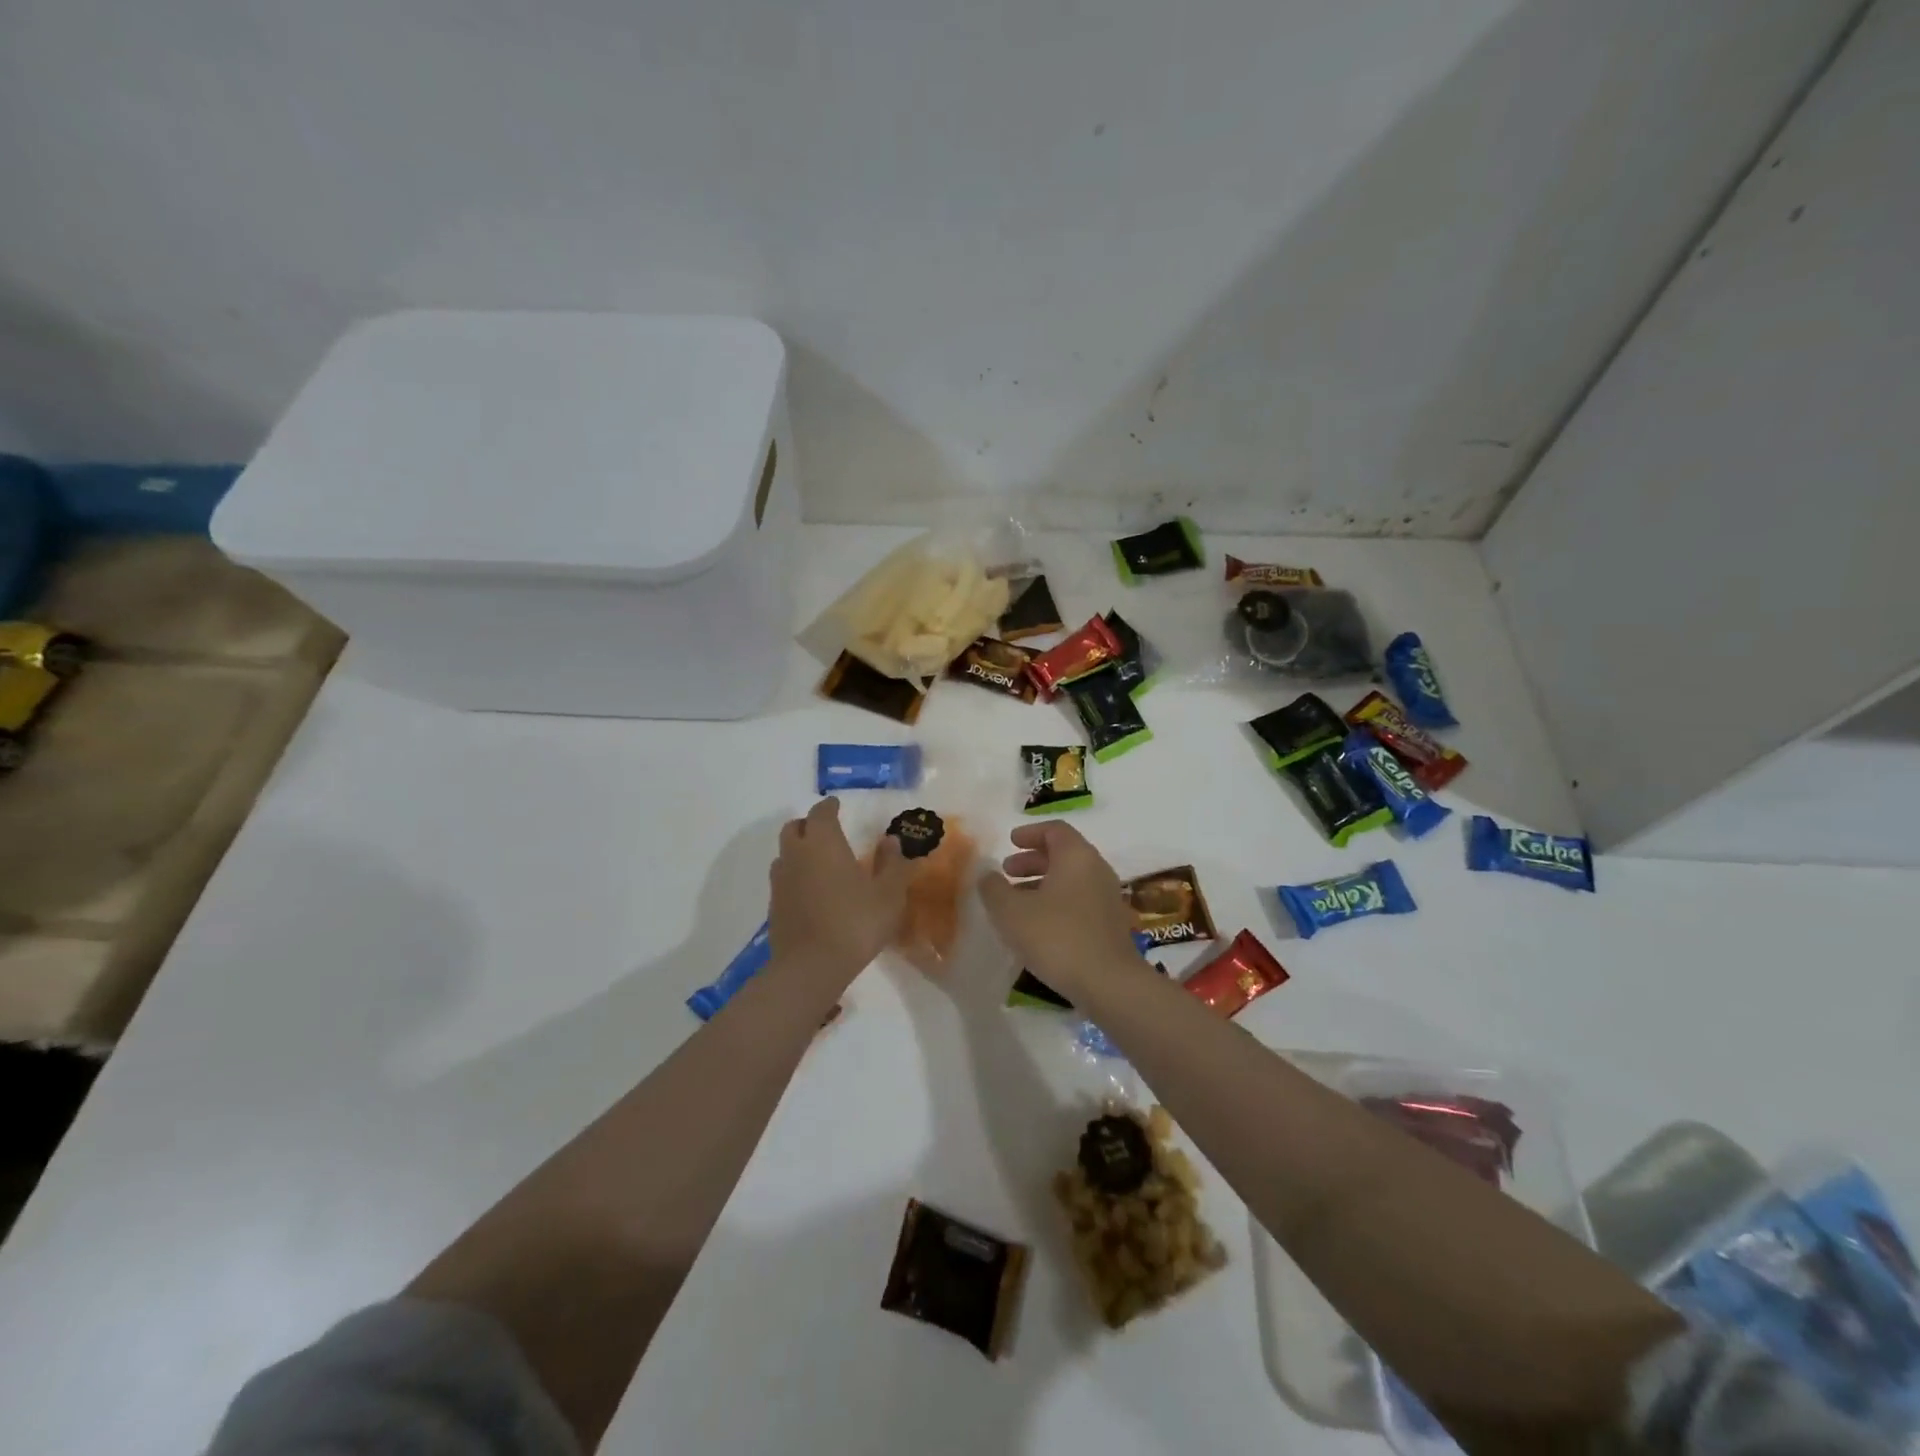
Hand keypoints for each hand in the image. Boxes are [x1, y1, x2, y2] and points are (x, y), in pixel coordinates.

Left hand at [769, 798, 910, 981]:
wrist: (811, 966)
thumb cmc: (855, 922)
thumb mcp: (889, 894)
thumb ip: (893, 864)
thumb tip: (891, 841)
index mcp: (823, 842)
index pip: (821, 812)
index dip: (830, 807)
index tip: (837, 805)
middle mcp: (796, 854)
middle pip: (794, 828)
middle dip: (809, 825)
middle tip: (827, 831)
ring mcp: (780, 881)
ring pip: (785, 853)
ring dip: (799, 850)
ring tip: (819, 862)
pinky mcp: (774, 906)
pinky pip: (783, 880)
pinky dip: (795, 877)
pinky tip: (811, 892)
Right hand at [977, 821, 1141, 999]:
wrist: (1108, 983)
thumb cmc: (1056, 936)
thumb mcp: (1011, 911)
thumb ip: (993, 888)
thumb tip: (987, 874)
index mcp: (1076, 856)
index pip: (1055, 830)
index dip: (1030, 833)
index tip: (1010, 842)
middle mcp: (1097, 870)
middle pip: (1063, 854)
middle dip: (1032, 860)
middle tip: (1007, 872)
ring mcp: (1107, 898)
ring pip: (1071, 880)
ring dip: (1042, 884)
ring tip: (1016, 902)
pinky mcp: (1110, 925)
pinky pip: (1079, 902)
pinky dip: (1056, 903)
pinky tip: (1037, 927)